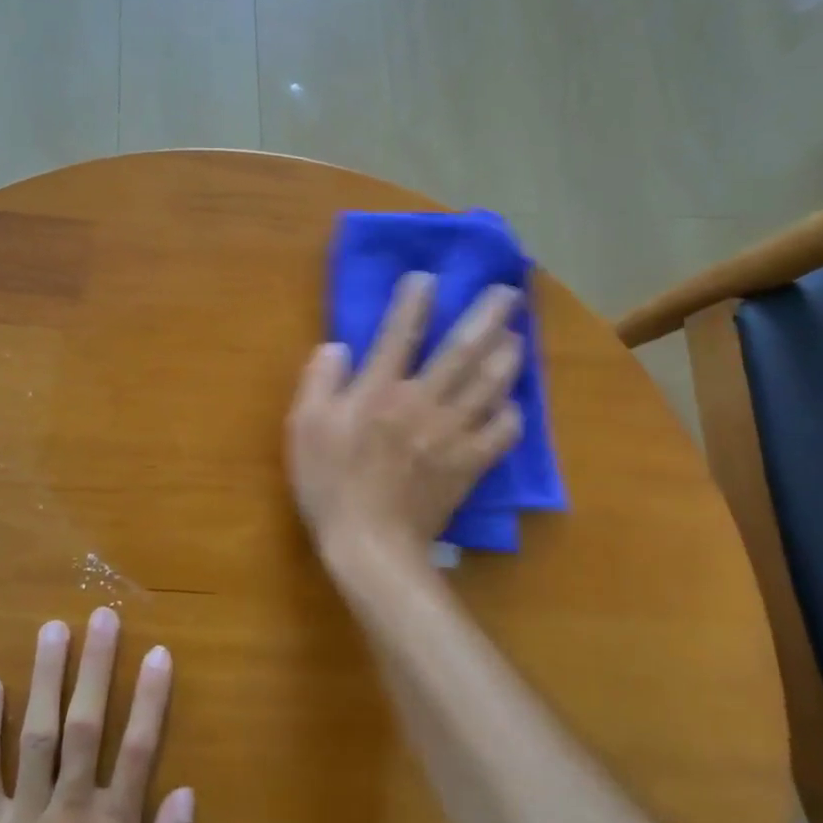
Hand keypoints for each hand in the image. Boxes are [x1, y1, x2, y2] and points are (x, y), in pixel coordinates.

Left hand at [0, 609, 194, 822]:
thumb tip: (187, 792)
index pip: (137, 748)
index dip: (149, 697)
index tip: (157, 652)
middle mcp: (69, 812)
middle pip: (85, 725)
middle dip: (95, 666)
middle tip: (101, 616)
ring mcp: (21, 820)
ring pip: (35, 735)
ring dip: (45, 679)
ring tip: (52, 630)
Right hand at [287, 272, 522, 572]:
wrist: (370, 544)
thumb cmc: (329, 483)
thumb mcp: (304, 427)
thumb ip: (320, 380)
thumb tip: (338, 347)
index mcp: (379, 390)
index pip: (400, 332)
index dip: (415, 301)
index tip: (428, 278)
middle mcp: (422, 402)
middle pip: (462, 350)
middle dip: (487, 316)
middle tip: (510, 292)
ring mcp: (452, 433)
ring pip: (489, 385)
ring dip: (507, 355)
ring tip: (518, 335)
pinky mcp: (469, 464)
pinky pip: (501, 433)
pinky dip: (510, 414)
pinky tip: (512, 403)